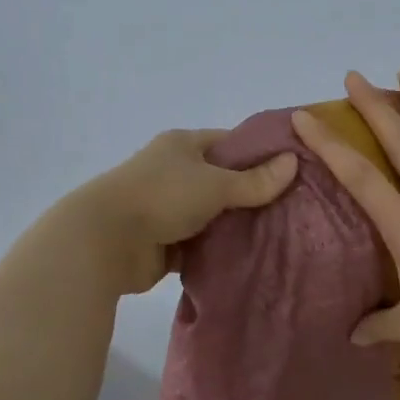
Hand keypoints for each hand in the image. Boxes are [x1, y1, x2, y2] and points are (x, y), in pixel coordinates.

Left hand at [74, 129, 298, 294]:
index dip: (260, 154)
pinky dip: (219, 251)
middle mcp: (174, 172)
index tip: (293, 170)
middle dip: (253, 195)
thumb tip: (293, 162)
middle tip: (294, 208)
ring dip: (236, 226)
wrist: (105, 241)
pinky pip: (201, 245)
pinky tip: (251, 257)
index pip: (230, 142)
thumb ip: (255, 180)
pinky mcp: (165, 242)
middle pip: (223, 181)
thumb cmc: (162, 197)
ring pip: (213, 215)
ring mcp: (168, 208)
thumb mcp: (215, 183)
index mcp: (183, 145)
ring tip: (280, 234)